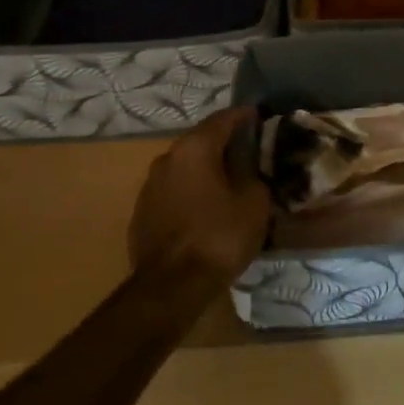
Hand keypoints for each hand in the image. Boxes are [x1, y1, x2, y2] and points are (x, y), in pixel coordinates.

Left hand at [128, 106, 272, 282]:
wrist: (171, 287)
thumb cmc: (218, 237)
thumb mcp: (253, 202)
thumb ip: (253, 173)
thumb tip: (251, 164)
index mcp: (194, 149)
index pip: (223, 119)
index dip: (244, 116)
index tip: (261, 117)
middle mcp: (167, 159)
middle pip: (201, 142)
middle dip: (225, 144)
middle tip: (250, 153)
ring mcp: (150, 186)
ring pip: (186, 168)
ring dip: (207, 170)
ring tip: (230, 183)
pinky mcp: (142, 212)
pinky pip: (174, 191)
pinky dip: (192, 192)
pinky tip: (207, 209)